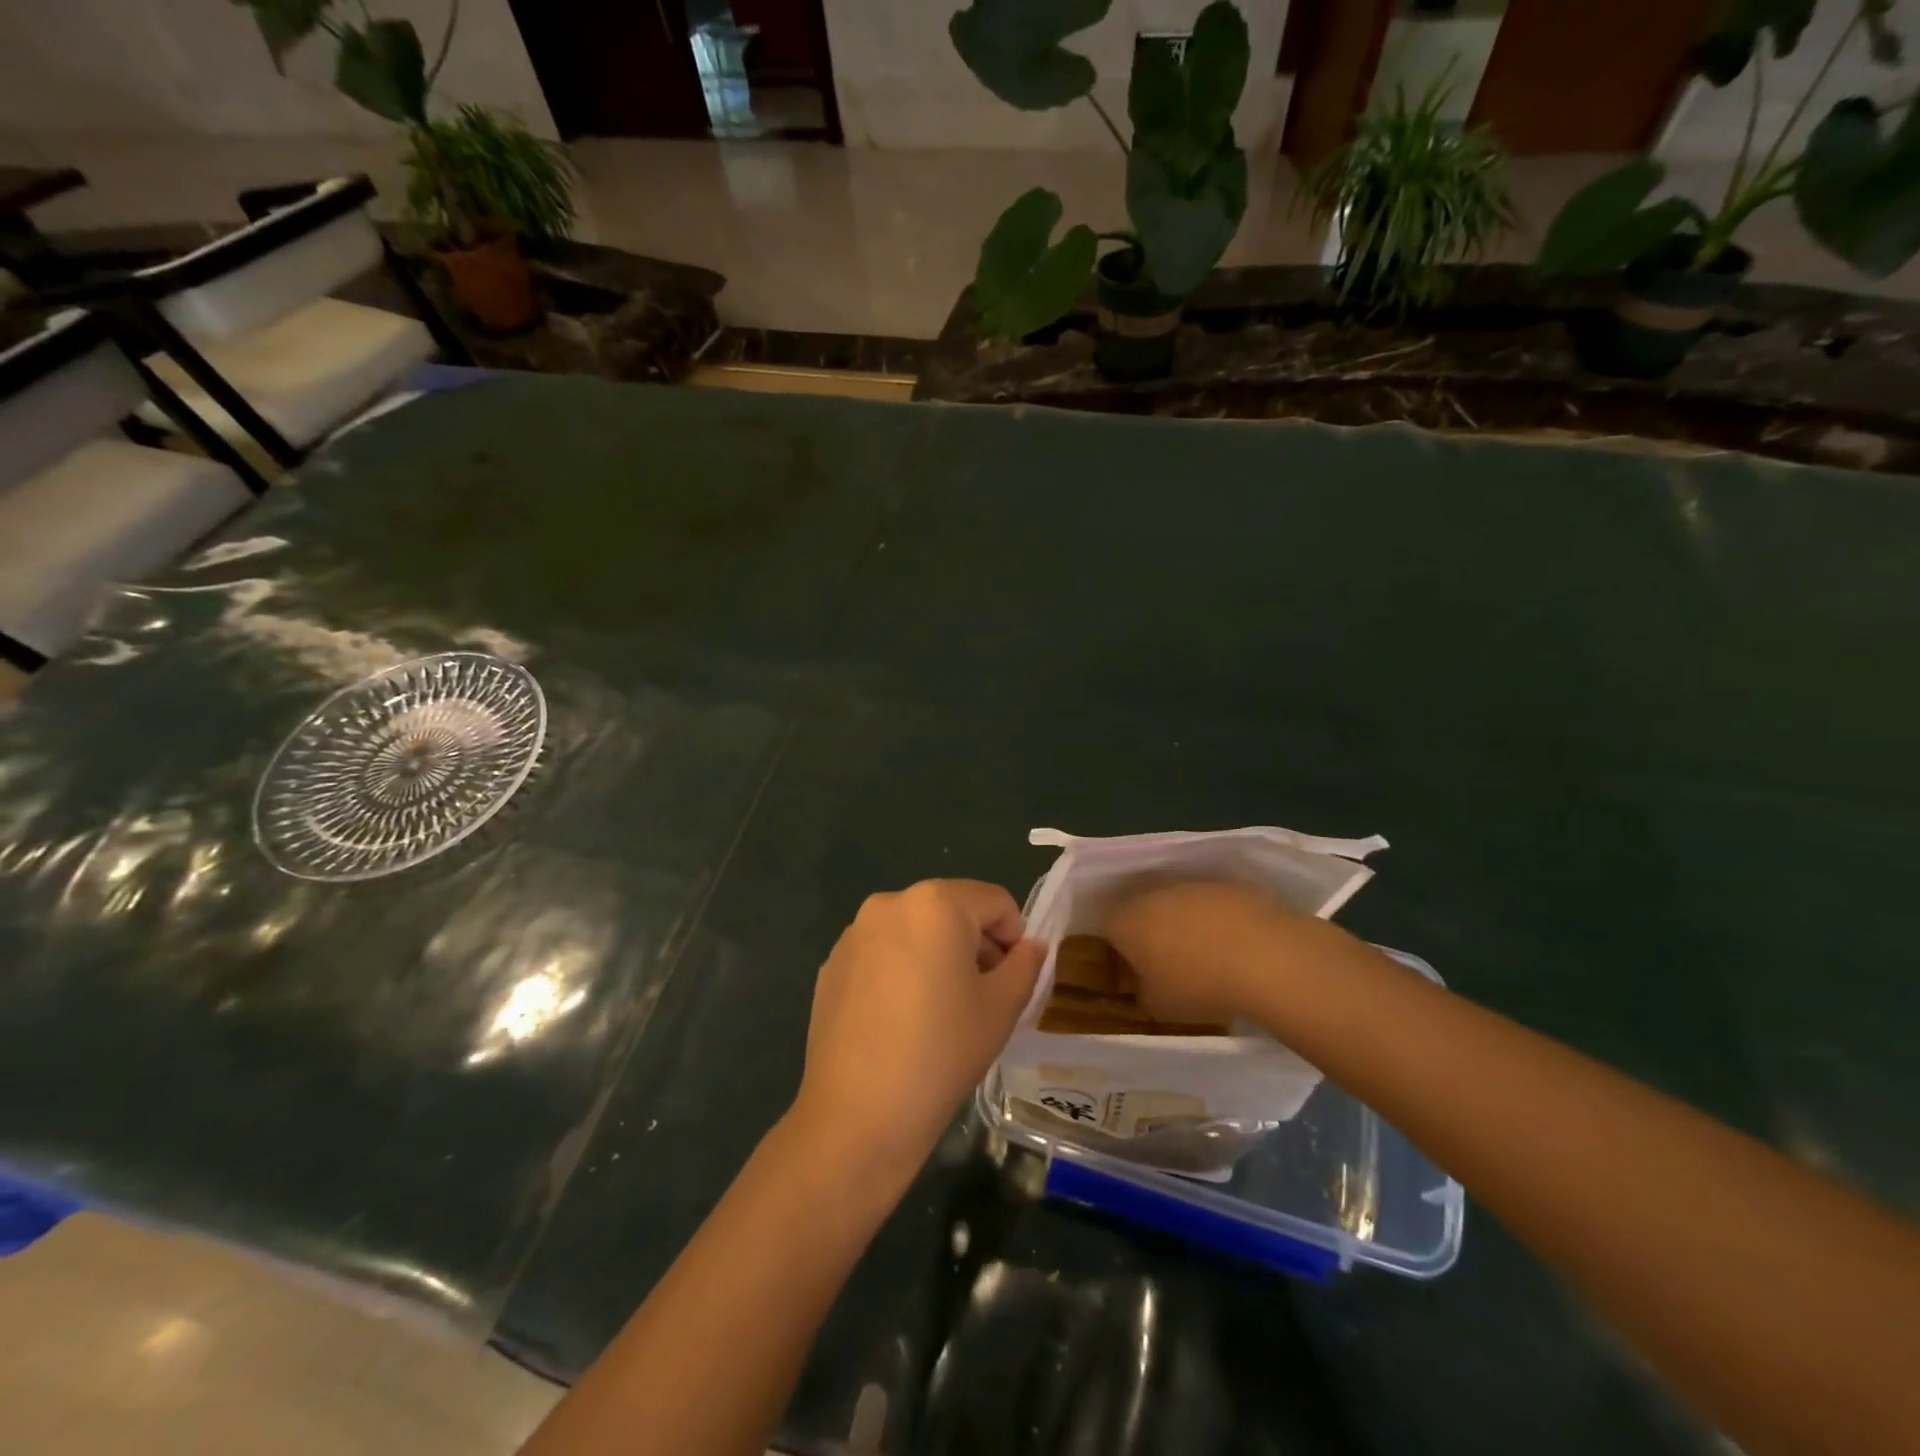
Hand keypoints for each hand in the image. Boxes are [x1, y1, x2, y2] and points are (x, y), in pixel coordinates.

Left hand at [792, 880, 1043, 1182]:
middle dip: (975, 943)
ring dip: (937, 954)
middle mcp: (890, 903)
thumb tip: (1029, 946)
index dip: (1014, 936)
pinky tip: (901, 1019)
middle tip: (982, 995)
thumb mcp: (1001, 1008)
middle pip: (951, 909)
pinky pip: (882, 952)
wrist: (858, 1113)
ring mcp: (854, 933)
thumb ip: (1025, 965)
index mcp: (936, 903)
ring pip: (914, 930)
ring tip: (940, 1009)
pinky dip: (901, 969)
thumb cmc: (942, 1051)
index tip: (1013, 978)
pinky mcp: (831, 964)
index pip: (994, 901)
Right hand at [1107, 880, 1327, 1025]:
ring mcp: (1192, 884)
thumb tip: (1146, 984)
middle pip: (1142, 910)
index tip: (1135, 971)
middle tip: (1168, 963)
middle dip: (1151, 932)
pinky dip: (1218, 920)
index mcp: (1126, 921)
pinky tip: (1236, 946)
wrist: (1266, 957)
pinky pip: (1212, 903)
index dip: (1119, 950)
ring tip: (1208, 956)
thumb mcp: (1158, 1007)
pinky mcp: (1228, 884)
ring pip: (1178, 903)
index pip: (1108, 929)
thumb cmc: (1199, 985)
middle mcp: (1152, 893)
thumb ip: (1142, 992)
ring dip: (1186, 923)